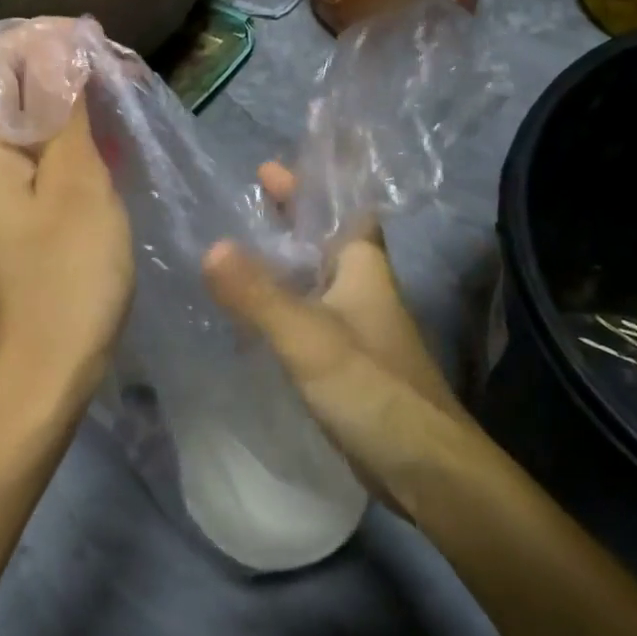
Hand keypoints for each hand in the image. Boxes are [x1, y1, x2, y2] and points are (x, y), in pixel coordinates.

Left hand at [0, 61, 132, 418]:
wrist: (42, 379)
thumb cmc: (65, 281)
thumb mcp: (78, 186)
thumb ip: (68, 110)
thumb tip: (66, 44)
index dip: (44, 39)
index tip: (101, 46)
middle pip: (7, 89)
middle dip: (64, 71)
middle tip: (125, 78)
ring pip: (25, 125)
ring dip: (71, 108)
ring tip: (126, 106)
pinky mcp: (7, 218)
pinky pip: (33, 161)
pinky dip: (68, 146)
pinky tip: (111, 150)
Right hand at [203, 164, 477, 515]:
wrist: (425, 468)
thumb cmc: (373, 388)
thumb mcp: (309, 337)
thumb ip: (259, 295)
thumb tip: (211, 246)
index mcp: (363, 267)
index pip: (344, 208)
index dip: (313, 184)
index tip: (268, 167)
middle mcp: (362, 288)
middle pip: (324, 239)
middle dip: (290, 218)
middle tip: (245, 201)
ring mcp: (356, 326)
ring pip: (313, 279)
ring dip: (281, 261)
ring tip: (233, 250)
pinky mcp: (346, 362)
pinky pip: (305, 316)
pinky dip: (279, 304)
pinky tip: (248, 314)